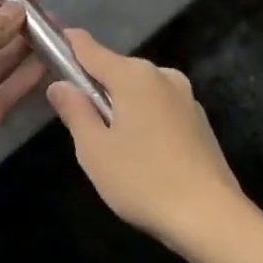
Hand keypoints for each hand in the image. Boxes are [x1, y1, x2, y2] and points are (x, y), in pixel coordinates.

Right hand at [46, 30, 245, 250]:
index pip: (90, 48)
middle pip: (116, 70)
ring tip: (113, 147)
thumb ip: (75, 111)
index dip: (68, 44)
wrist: (213, 218)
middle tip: (80, 123)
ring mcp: (185, 96)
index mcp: (133, 75)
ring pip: (140, 91)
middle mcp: (161, 74)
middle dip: (96, 87)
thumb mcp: (95, 150)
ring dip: (122, 106)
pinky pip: (160, 108)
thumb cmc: (144, 181)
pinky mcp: (199, 120)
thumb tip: (60, 84)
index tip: (49, 44)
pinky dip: (145, 120)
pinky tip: (144, 156)